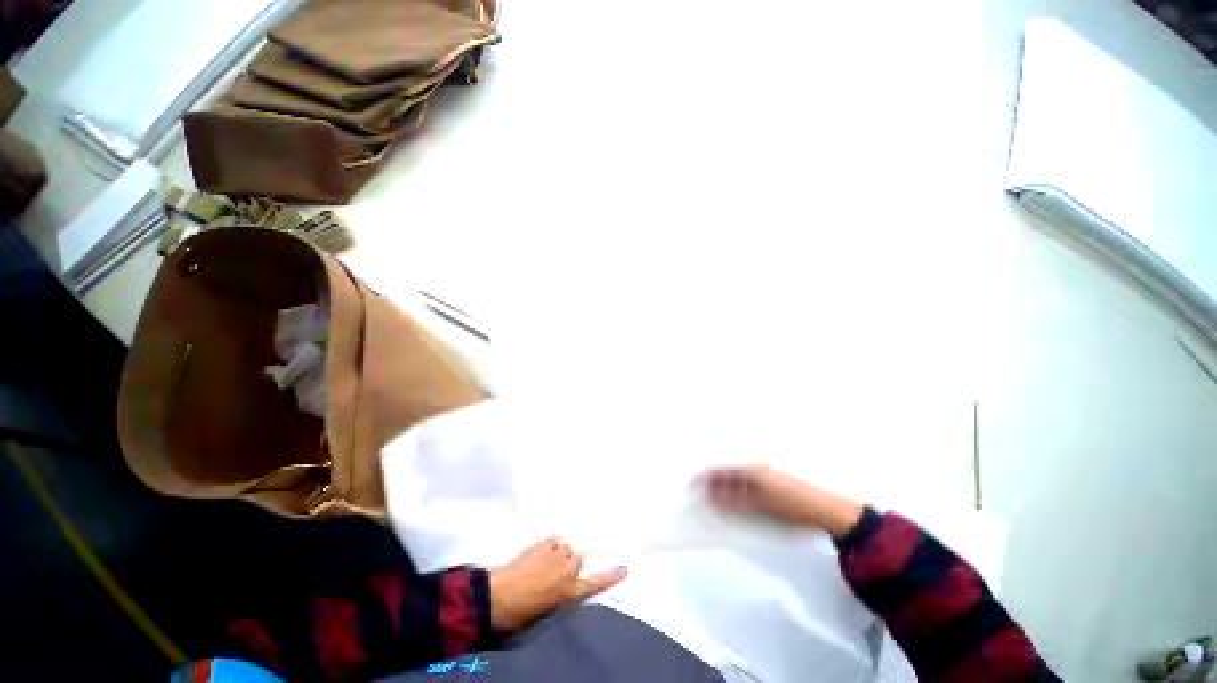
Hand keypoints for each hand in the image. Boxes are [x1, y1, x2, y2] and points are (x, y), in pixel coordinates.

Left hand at [489, 537, 626, 632]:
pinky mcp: (545, 544)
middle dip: (567, 563)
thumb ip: (561, 591)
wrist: (500, 596)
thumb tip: (564, 581)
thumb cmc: (523, 613)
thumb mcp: (548, 609)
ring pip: (565, 548)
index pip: (596, 583)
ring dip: (558, 553)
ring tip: (543, 561)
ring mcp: (557, 554)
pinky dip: (549, 544)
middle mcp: (569, 571)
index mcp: (571, 592)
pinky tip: (540, 550)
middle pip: (577, 559)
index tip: (625, 568)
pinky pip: (553, 539)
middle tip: (552, 571)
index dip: (610, 576)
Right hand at [700, 464, 864, 537]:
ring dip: (721, 491)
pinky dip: (733, 495)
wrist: (826, 510)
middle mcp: (752, 468)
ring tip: (712, 505)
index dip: (702, 477)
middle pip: (724, 473)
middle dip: (709, 484)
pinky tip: (731, 506)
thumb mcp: (760, 504)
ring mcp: (760, 477)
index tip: (690, 488)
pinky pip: (742, 488)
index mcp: (749, 468)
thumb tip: (710, 499)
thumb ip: (734, 501)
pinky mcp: (767, 487)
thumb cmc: (791, 504)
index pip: (718, 468)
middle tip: (699, 500)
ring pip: (732, 481)